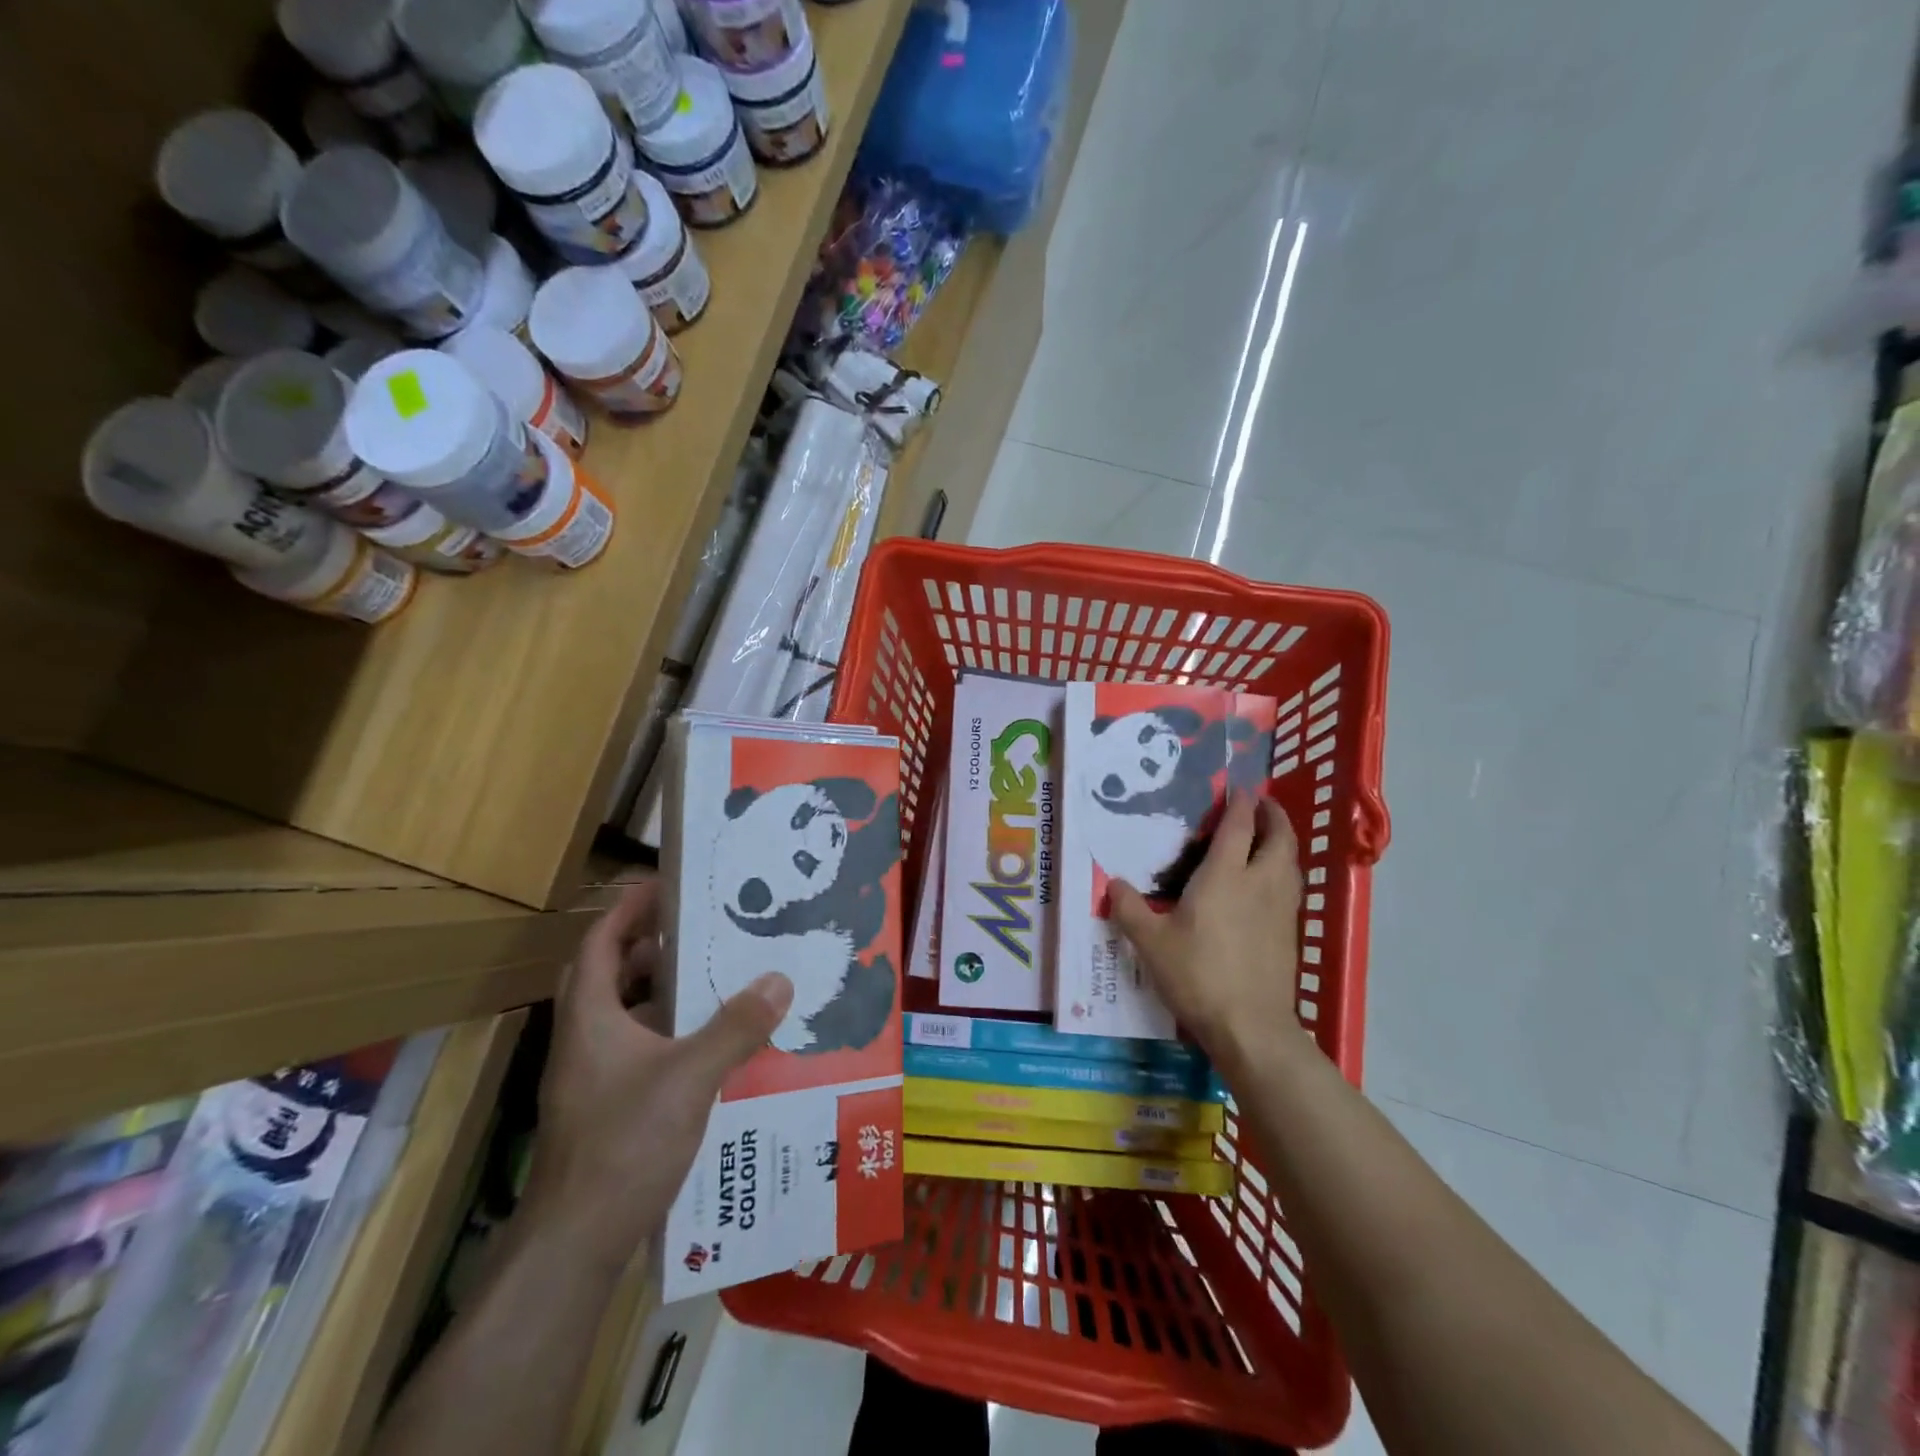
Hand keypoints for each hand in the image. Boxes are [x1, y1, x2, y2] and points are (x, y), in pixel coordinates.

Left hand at [520, 879, 793, 1264]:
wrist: (573, 1246)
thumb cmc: (623, 1145)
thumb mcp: (689, 1077)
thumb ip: (735, 1027)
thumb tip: (779, 979)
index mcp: (591, 1018)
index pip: (599, 942)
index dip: (628, 910)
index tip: (666, 886)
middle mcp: (585, 1041)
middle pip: (609, 975)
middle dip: (650, 948)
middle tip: (700, 931)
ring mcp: (592, 1079)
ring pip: (625, 1016)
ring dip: (662, 993)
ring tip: (714, 980)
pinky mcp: (606, 1109)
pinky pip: (639, 1051)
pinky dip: (669, 1035)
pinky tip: (710, 1046)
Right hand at [1109, 793, 1307, 1072]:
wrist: (1250, 1026)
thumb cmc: (1198, 974)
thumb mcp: (1150, 942)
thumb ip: (1129, 909)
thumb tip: (1112, 884)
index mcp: (1226, 875)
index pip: (1240, 826)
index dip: (1241, 803)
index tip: (1239, 787)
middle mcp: (1260, 882)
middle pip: (1279, 837)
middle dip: (1274, 815)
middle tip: (1262, 804)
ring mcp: (1281, 908)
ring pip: (1291, 862)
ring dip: (1283, 842)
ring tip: (1268, 838)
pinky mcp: (1290, 933)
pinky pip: (1291, 887)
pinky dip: (1283, 871)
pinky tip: (1268, 885)